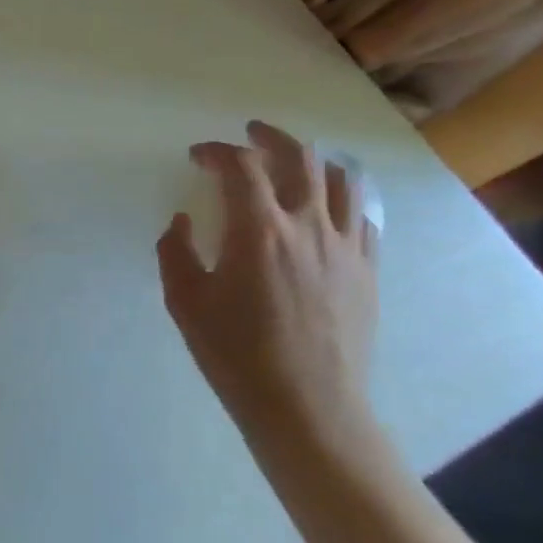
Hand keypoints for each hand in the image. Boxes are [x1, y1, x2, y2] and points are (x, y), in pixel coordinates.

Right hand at [156, 121, 379, 454]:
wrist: (307, 408)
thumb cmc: (236, 354)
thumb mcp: (184, 301)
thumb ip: (175, 250)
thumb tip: (183, 221)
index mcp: (258, 230)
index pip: (240, 166)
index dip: (216, 151)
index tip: (198, 156)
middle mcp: (308, 226)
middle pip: (299, 157)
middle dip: (270, 136)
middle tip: (249, 133)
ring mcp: (346, 248)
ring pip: (342, 180)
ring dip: (314, 160)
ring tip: (294, 162)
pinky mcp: (368, 272)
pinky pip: (364, 218)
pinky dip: (343, 199)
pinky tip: (327, 209)